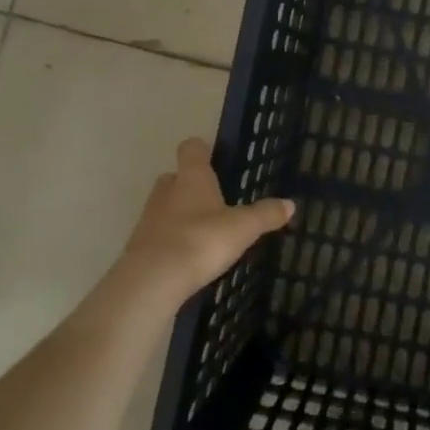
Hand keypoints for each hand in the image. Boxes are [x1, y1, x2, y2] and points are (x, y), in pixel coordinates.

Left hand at [123, 138, 294, 302]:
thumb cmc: (201, 240)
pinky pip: (157, 235)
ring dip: (178, 213)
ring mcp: (148, 219)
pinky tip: (186, 256)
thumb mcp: (243, 228)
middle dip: (188, 184)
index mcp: (191, 178)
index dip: (201, 149)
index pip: (191, 149)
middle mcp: (166, 192)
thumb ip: (265, 215)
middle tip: (210, 197)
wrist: (153, 280)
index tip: (212, 154)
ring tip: (201, 229)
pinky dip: (170, 240)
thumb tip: (290, 204)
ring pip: (163, 206)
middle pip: (173, 177)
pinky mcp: (139, 247)